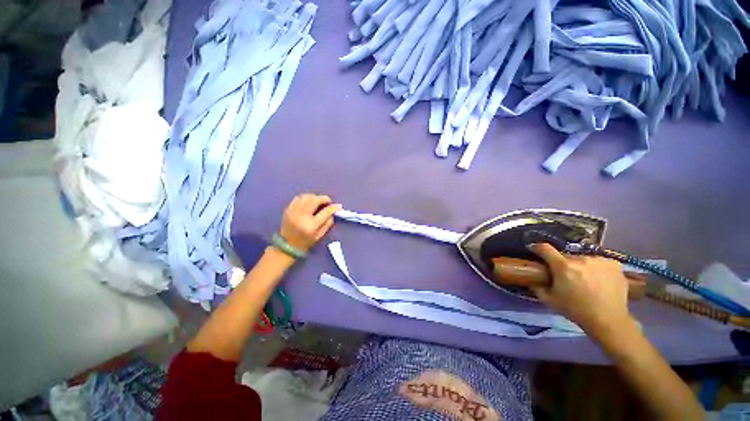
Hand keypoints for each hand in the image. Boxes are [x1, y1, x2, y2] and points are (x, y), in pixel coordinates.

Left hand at [279, 194, 340, 252]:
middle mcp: (301, 217)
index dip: (333, 208)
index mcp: (311, 226)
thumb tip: (333, 211)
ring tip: (319, 201)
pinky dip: (305, 197)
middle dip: (323, 199)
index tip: (338, 206)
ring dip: (315, 197)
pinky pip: (298, 198)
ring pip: (306, 197)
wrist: (287, 245)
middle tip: (328, 202)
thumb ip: (328, 223)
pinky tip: (309, 202)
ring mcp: (293, 212)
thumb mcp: (320, 235)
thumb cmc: (306, 241)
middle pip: (314, 200)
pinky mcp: (288, 209)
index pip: (325, 212)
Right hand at [529, 244, 633, 337]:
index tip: (535, 250)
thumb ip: (538, 286)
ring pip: (583, 259)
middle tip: (566, 277)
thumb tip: (533, 278)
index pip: (545, 248)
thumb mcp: (550, 300)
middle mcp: (581, 259)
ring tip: (585, 280)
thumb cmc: (576, 310)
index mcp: (562, 267)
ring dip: (580, 266)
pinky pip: (598, 262)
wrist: (608, 321)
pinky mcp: (614, 264)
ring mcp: (599, 260)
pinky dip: (596, 268)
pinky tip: (599, 280)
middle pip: (565, 256)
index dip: (537, 248)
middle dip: (563, 264)